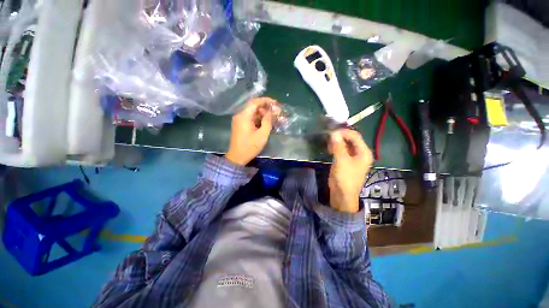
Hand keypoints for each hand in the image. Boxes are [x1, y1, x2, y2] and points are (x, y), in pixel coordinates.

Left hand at [225, 97, 277, 165]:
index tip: (276, 103)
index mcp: (244, 116)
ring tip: (273, 119)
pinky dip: (258, 119)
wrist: (237, 157)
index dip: (266, 100)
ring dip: (263, 114)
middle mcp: (240, 115)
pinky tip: (266, 123)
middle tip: (276, 113)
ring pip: (253, 113)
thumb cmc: (250, 147)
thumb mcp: (262, 134)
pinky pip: (250, 118)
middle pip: (254, 107)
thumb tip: (271, 111)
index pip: (255, 102)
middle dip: (266, 108)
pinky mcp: (240, 125)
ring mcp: (239, 120)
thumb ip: (268, 121)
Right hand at [328, 129, 372, 212]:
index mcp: (364, 152)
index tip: (332, 132)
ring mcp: (352, 157)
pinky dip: (335, 148)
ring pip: (345, 145)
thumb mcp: (342, 161)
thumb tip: (334, 133)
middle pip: (351, 140)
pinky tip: (329, 148)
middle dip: (340, 137)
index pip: (355, 136)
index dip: (344, 132)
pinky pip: (341, 150)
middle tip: (329, 136)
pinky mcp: (345, 161)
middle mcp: (360, 153)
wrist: (342, 194)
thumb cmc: (345, 178)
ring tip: (328, 143)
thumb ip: (338, 146)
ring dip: (337, 142)